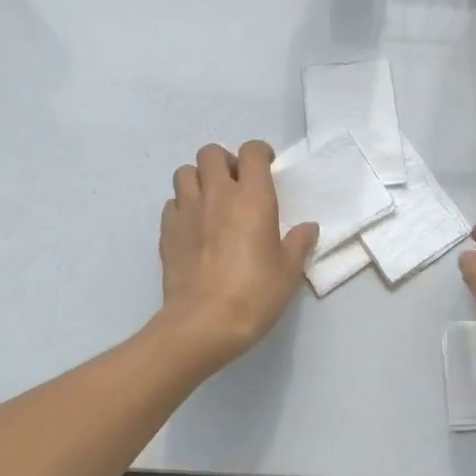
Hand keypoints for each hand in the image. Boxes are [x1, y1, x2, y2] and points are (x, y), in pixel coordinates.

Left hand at [158, 141, 317, 364]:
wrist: (204, 323)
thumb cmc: (255, 294)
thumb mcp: (288, 271)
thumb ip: (298, 243)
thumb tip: (307, 228)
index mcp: (252, 198)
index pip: (251, 152)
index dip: (259, 153)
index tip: (267, 166)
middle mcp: (217, 194)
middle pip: (211, 152)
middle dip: (224, 161)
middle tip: (236, 183)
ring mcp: (187, 211)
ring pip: (185, 172)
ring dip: (199, 179)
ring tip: (211, 201)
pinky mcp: (167, 231)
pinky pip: (172, 203)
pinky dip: (182, 206)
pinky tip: (194, 226)